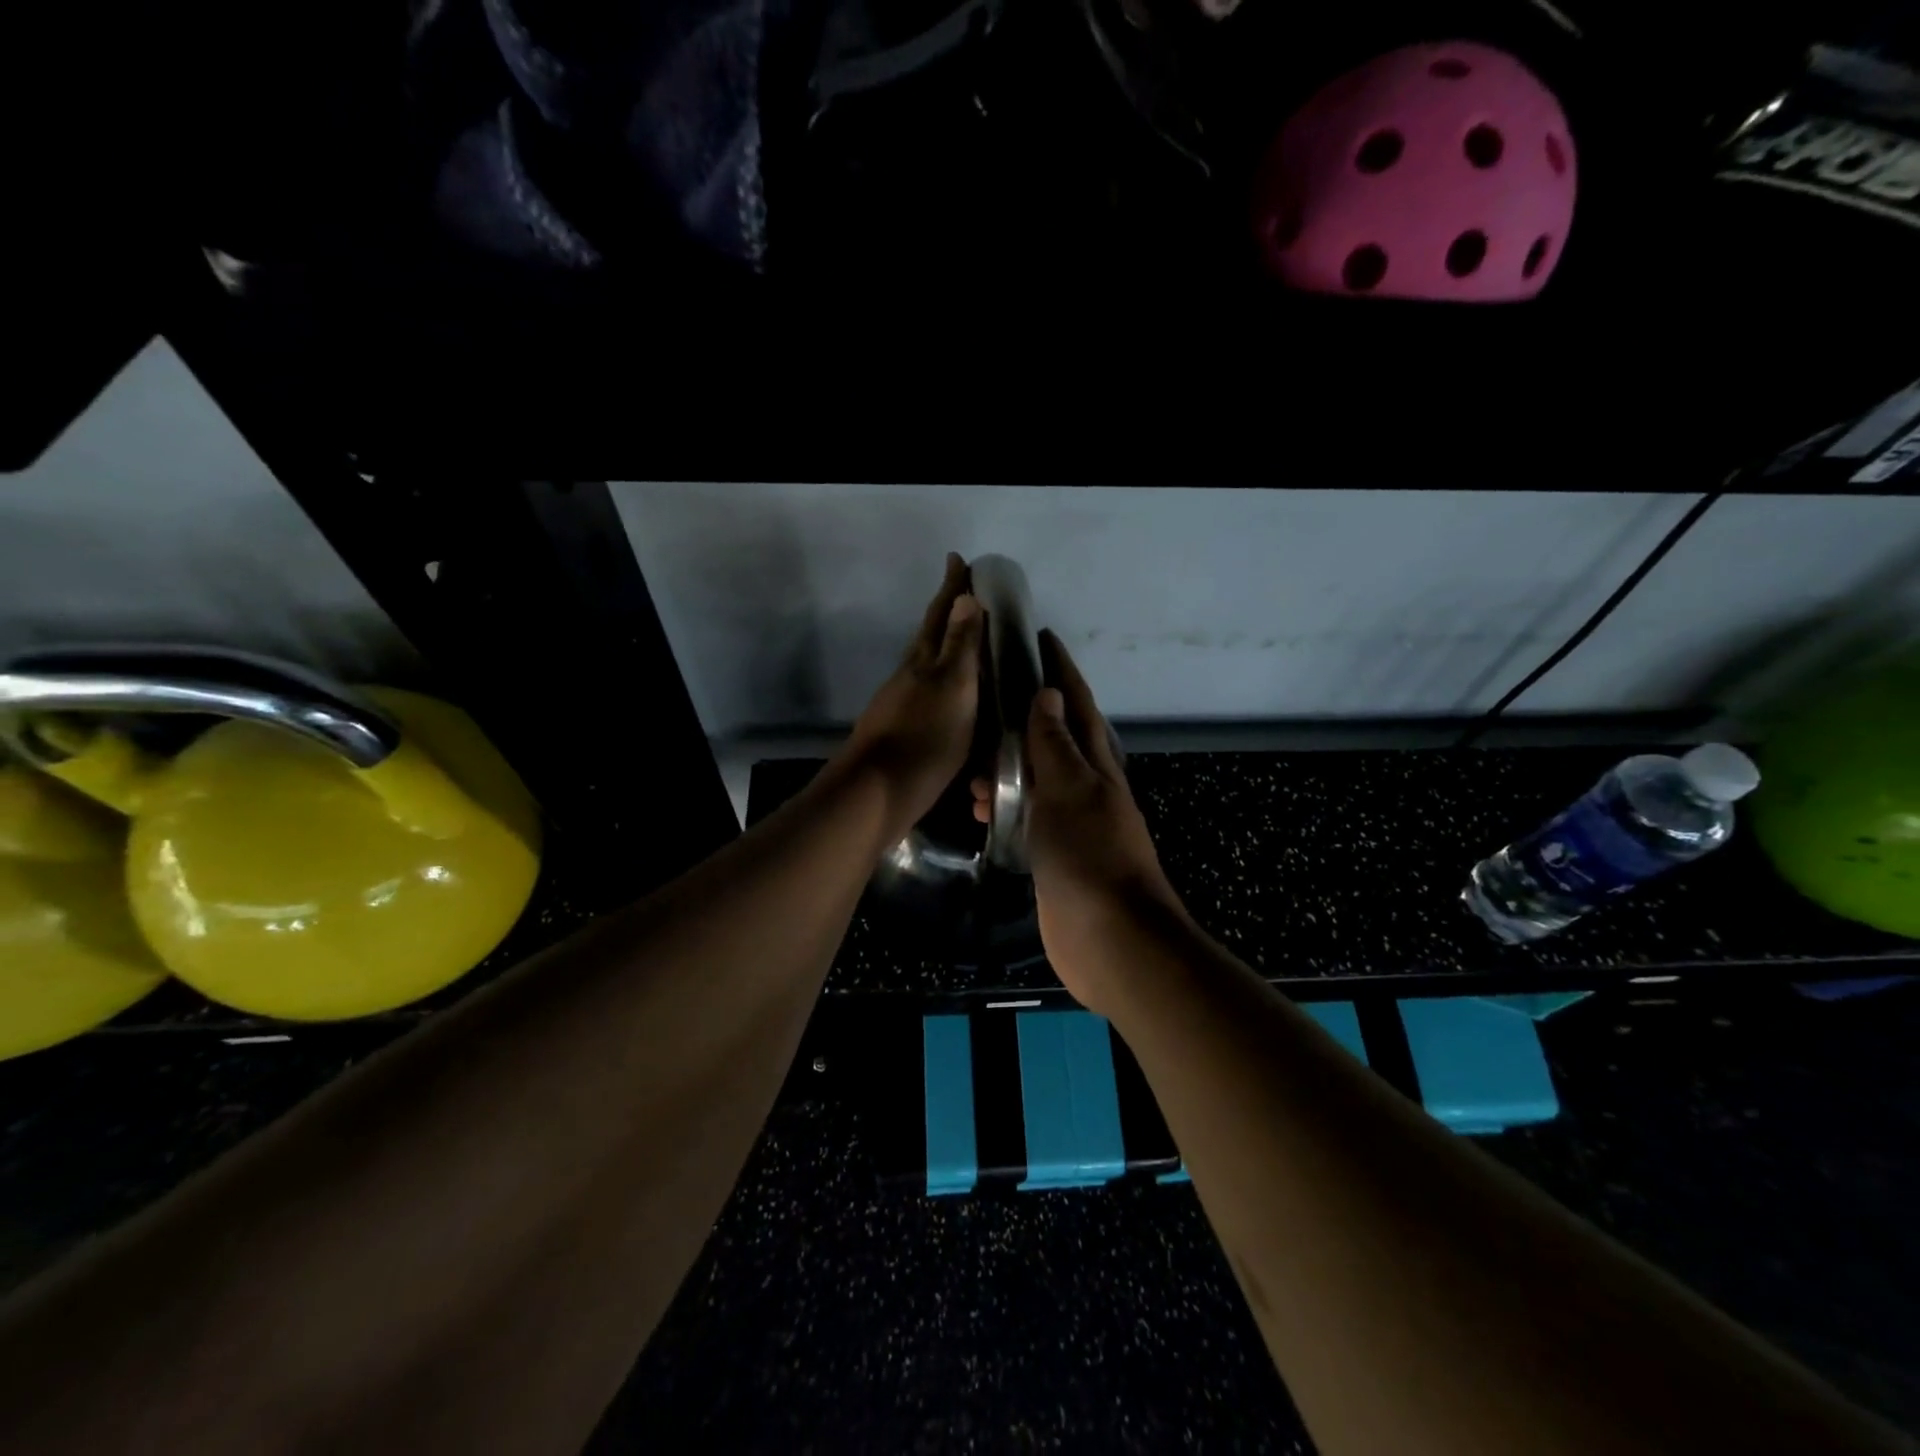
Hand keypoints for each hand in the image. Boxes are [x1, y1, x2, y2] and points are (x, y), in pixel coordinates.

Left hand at [834, 553, 983, 847]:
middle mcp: (910, 678)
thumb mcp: (953, 688)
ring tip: (969, 646)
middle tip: (966, 596)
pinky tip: (956, 702)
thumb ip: (960, 646)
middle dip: (947, 614)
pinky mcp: (903, 735)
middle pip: (930, 638)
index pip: (941, 615)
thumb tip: (966, 597)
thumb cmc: (924, 738)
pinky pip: (931, 699)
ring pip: (928, 668)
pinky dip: (947, 689)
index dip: (952, 588)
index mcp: (924, 663)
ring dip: (947, 651)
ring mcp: (902, 707)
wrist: (878, 794)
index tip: (958, 559)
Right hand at [977, 631, 1184, 1012]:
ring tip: (971, 759)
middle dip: (1025, 710)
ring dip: (1007, 763)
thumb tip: (1046, 694)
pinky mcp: (1055, 852)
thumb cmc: (1091, 856)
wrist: (1111, 938)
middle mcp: (1086, 786)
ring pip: (1035, 777)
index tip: (1040, 635)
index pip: (1076, 703)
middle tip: (987, 693)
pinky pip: (1027, 813)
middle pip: (1055, 736)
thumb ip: (1054, 744)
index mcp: (1096, 764)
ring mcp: (1071, 821)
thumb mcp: (1070, 790)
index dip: (1060, 668)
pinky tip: (981, 805)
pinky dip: (1005, 802)